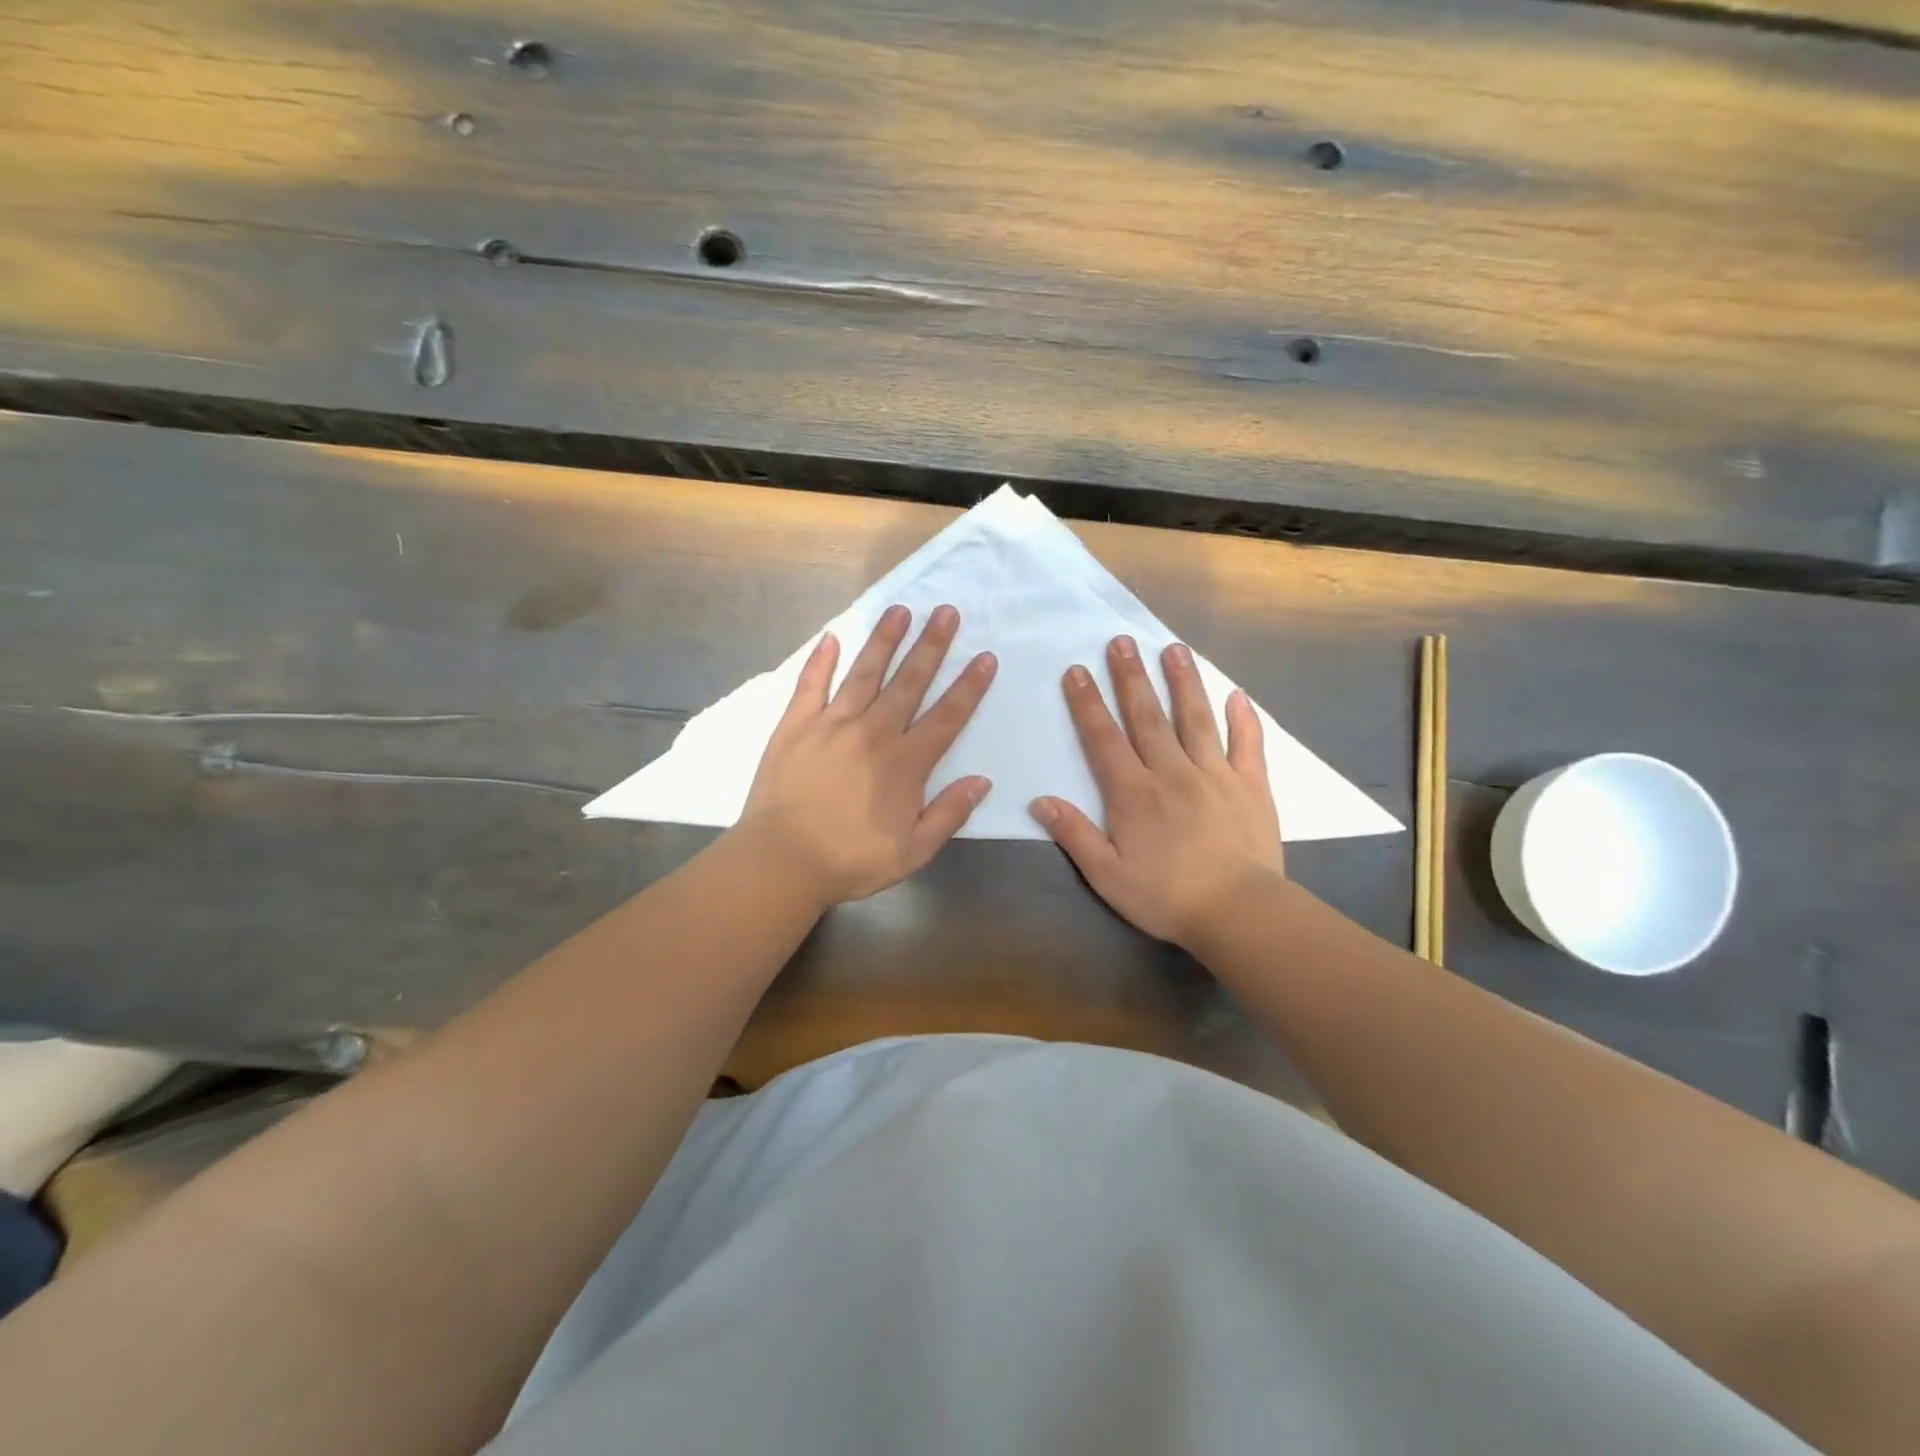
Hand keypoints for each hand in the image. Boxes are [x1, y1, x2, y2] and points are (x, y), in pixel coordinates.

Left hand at [740, 604, 996, 908]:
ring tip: (900, 610)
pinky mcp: (796, 725)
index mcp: (905, 764)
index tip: (985, 657)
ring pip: (864, 673)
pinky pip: (810, 685)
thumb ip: (949, 813)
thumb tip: (981, 780)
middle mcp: (873, 733)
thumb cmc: (850, 860)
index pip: (947, 717)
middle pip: (909, 682)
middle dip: (931, 645)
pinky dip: (820, 660)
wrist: (782, 862)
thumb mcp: (913, 851)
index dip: (969, 687)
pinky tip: (831, 637)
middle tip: (946, 611)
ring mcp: (832, 724)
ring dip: (884, 641)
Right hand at [1031, 635, 1281, 948]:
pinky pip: (1247, 744)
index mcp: (1134, 792)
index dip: (1087, 703)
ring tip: (1173, 648)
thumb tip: (1039, 800)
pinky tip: (1237, 695)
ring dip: (1183, 682)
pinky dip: (1243, 718)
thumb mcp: (1107, 875)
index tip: (1077, 670)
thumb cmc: (1166, 896)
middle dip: (1131, 677)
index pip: (1104, 738)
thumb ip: (1074, 834)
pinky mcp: (1251, 785)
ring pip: (1196, 718)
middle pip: (1147, 716)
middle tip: (1121, 641)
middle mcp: (1172, 772)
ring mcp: (1215, 774)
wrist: (1238, 911)